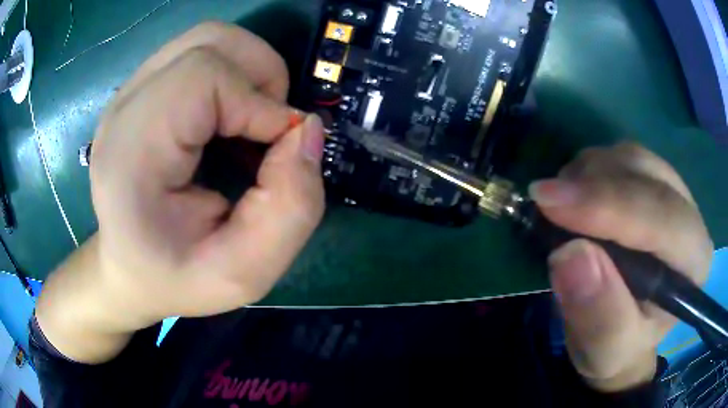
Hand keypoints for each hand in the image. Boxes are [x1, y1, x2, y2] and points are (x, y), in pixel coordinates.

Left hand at [36, 22, 324, 362]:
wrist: (129, 270)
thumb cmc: (177, 279)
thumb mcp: (246, 274)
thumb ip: (292, 208)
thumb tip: (308, 129)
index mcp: (130, 155)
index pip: (203, 76)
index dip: (259, 103)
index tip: (280, 149)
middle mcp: (123, 110)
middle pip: (208, 41)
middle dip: (260, 75)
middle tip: (268, 129)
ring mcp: (129, 94)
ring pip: (207, 38)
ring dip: (247, 70)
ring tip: (250, 120)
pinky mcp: (140, 91)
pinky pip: (197, 52)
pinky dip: (230, 74)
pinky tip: (226, 117)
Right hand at [529, 143, 712, 391]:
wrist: (622, 332)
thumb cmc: (618, 347)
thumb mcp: (605, 351)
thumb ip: (598, 315)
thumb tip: (570, 254)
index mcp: (693, 264)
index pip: (662, 218)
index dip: (608, 205)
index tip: (549, 202)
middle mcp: (691, 217)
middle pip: (647, 175)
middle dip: (594, 184)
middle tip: (544, 202)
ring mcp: (673, 193)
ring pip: (632, 157)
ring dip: (590, 174)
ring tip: (561, 209)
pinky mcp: (653, 182)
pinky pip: (621, 156)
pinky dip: (591, 169)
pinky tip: (576, 198)